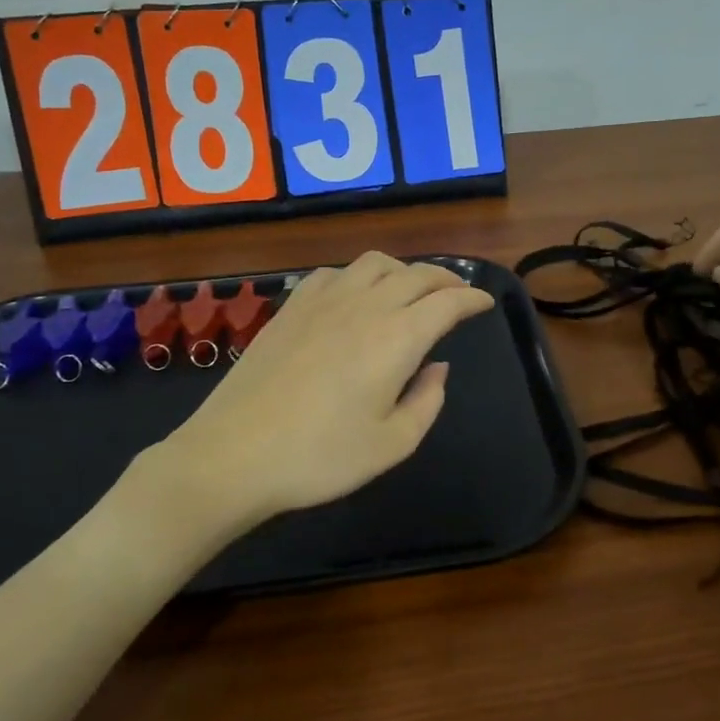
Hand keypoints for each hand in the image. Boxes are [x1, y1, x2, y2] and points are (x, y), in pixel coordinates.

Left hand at [123, 253, 495, 533]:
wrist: (234, 455)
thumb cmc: (321, 457)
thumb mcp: (392, 444)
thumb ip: (427, 401)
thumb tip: (438, 367)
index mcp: (397, 338)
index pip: (447, 302)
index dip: (472, 298)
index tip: (485, 303)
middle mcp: (365, 306)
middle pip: (415, 274)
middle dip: (445, 279)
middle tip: (457, 293)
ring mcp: (323, 302)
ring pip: (374, 263)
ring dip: (403, 270)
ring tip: (411, 289)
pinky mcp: (291, 308)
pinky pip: (333, 273)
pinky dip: (357, 275)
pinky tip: (354, 295)